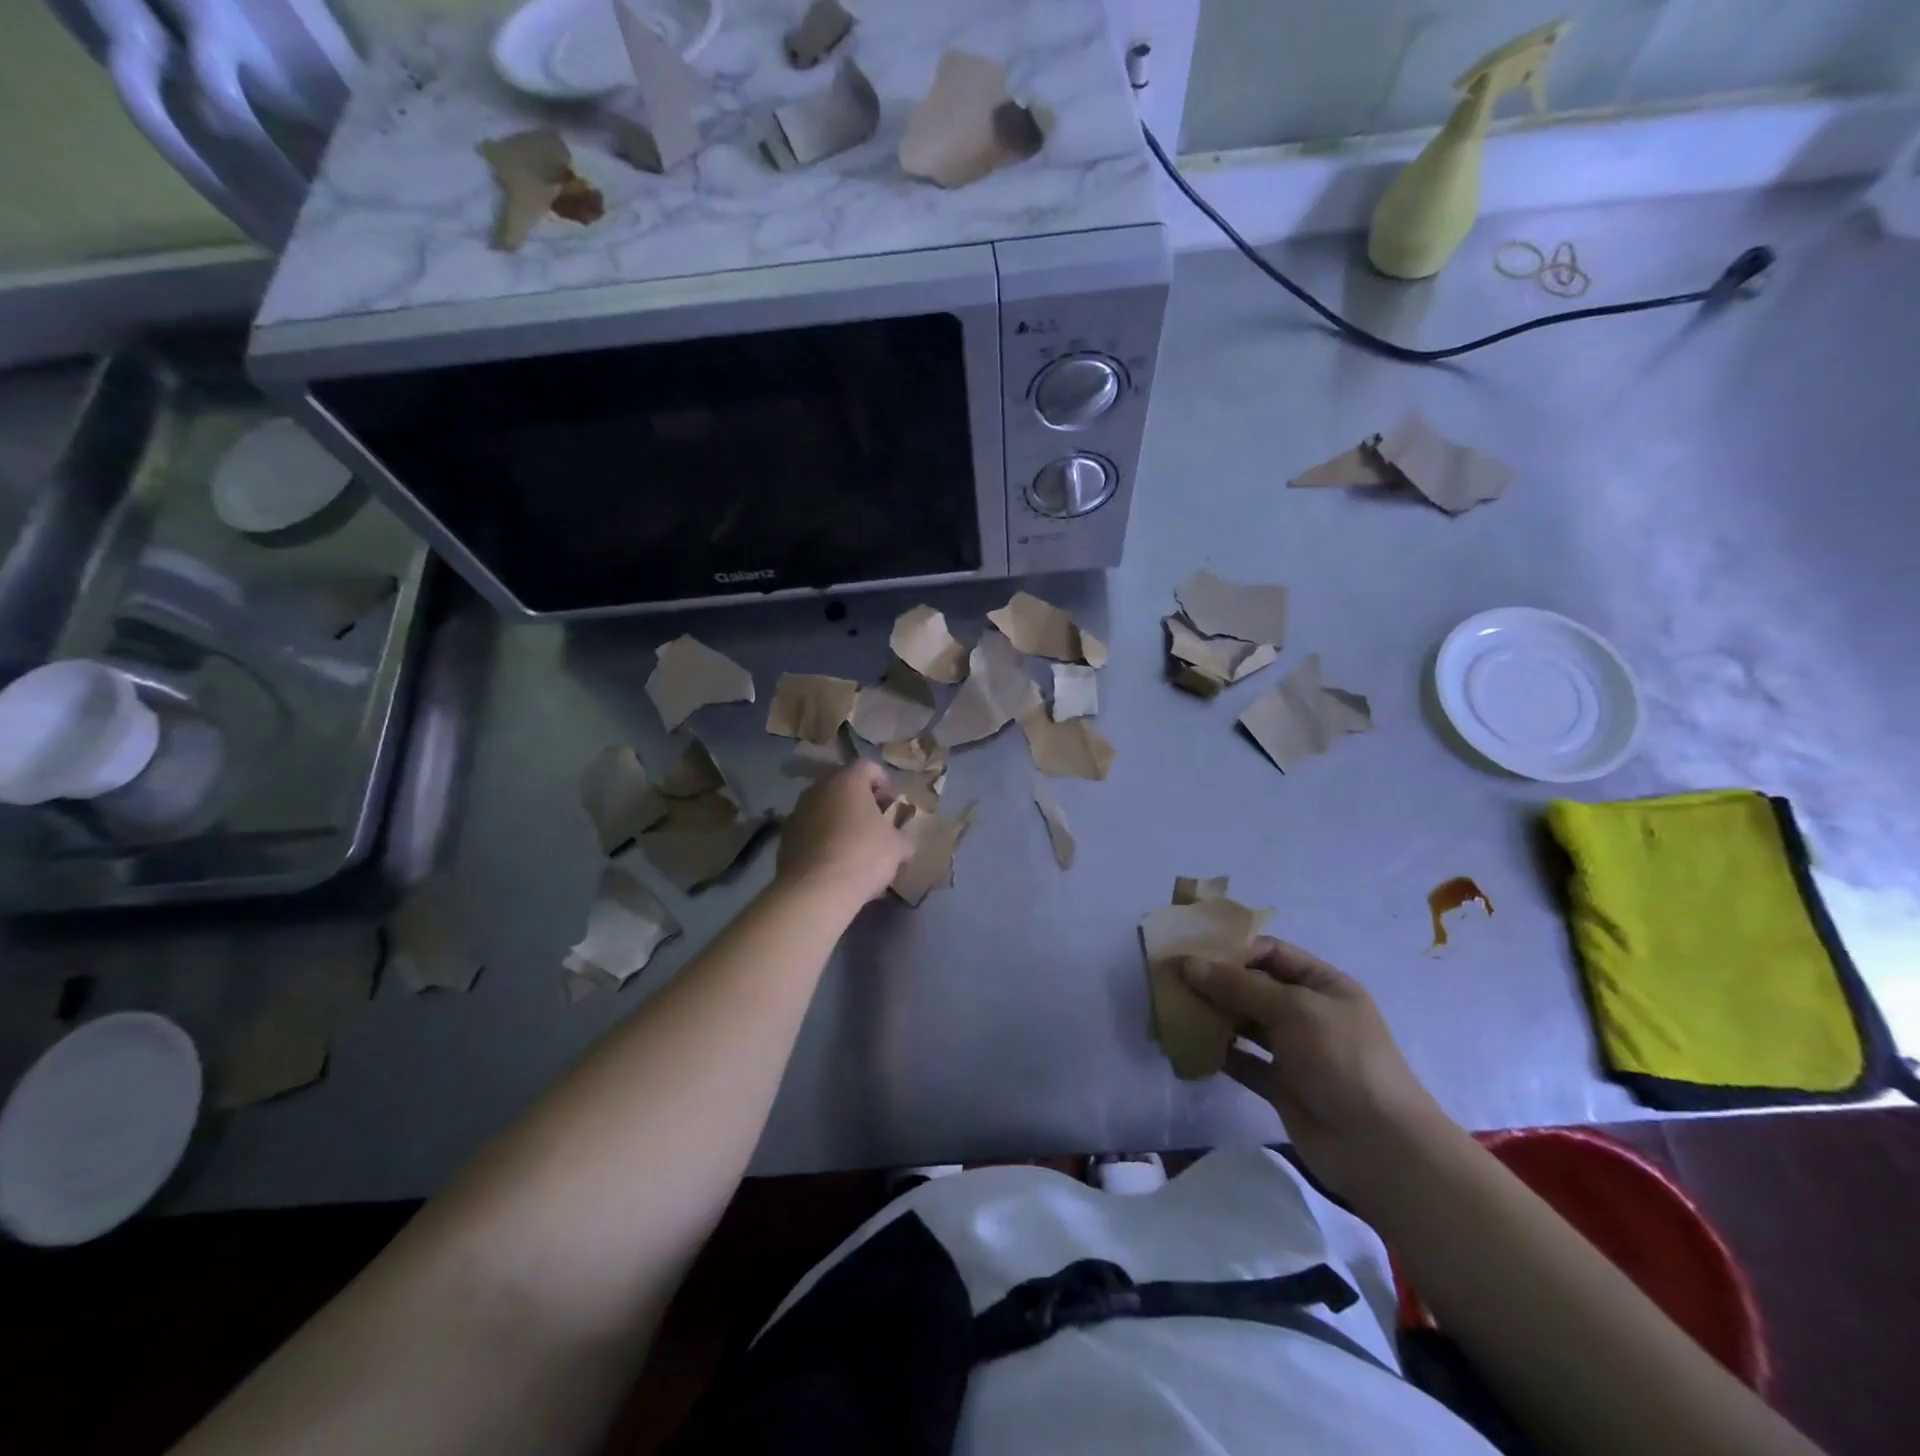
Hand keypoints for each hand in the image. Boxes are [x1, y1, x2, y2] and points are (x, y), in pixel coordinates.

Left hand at [776, 760, 911, 906]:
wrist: (815, 890)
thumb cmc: (863, 856)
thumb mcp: (897, 847)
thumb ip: (902, 837)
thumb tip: (902, 842)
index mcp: (848, 781)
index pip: (867, 766)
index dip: (883, 781)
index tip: (892, 802)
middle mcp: (819, 789)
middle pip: (842, 785)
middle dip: (859, 800)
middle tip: (874, 821)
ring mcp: (798, 812)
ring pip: (824, 807)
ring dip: (838, 819)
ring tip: (853, 844)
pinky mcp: (785, 837)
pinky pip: (810, 830)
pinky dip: (822, 838)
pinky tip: (834, 861)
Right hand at [1178, 938, 1454, 1197]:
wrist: (1380, 1148)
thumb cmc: (1342, 1060)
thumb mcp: (1293, 1009)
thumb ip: (1238, 985)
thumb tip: (1187, 965)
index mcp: (1323, 985)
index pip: (1272, 953)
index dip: (1233, 949)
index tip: (1191, 952)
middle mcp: (1308, 1013)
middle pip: (1254, 987)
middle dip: (1216, 982)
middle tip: (1172, 980)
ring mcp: (1295, 1051)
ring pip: (1245, 1023)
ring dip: (1213, 1016)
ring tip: (1174, 1010)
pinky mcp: (1281, 1086)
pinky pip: (1243, 1061)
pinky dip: (1219, 1053)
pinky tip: (1190, 1047)